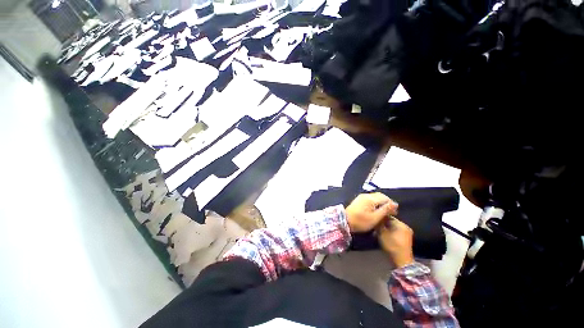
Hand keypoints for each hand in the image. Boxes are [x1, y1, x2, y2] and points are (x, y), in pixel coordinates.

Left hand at [345, 193, 397, 232]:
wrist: (345, 221)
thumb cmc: (361, 221)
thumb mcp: (375, 218)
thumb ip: (385, 210)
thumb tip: (395, 204)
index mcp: (370, 198)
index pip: (385, 198)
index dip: (392, 204)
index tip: (395, 213)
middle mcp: (366, 195)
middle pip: (380, 196)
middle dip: (387, 203)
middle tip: (391, 212)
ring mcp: (361, 197)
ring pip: (375, 197)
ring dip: (381, 203)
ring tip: (384, 212)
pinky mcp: (359, 200)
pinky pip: (370, 199)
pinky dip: (375, 203)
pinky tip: (376, 210)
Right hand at [377, 217, 413, 267]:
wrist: (402, 262)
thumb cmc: (392, 246)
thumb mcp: (382, 233)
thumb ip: (379, 224)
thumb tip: (376, 217)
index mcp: (401, 224)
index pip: (388, 216)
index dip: (380, 217)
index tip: (374, 220)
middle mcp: (405, 227)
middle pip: (391, 221)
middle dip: (383, 223)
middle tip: (375, 227)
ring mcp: (407, 233)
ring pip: (393, 226)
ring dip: (386, 228)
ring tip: (378, 232)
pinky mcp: (406, 239)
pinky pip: (396, 231)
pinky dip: (390, 232)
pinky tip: (384, 236)